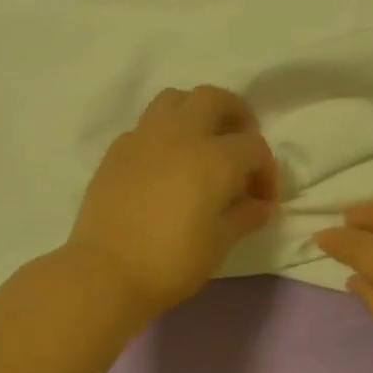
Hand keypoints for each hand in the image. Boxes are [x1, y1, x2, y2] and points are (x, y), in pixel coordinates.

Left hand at [66, 85, 278, 319]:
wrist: (106, 272)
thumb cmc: (171, 262)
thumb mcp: (219, 244)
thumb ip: (245, 217)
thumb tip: (261, 205)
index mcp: (214, 157)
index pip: (253, 147)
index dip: (266, 171)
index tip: (262, 200)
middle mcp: (180, 135)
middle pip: (214, 99)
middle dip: (236, 115)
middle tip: (240, 144)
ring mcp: (144, 137)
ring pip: (175, 99)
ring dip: (196, 112)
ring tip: (202, 142)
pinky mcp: (117, 150)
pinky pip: (146, 125)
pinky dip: (164, 133)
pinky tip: (165, 164)